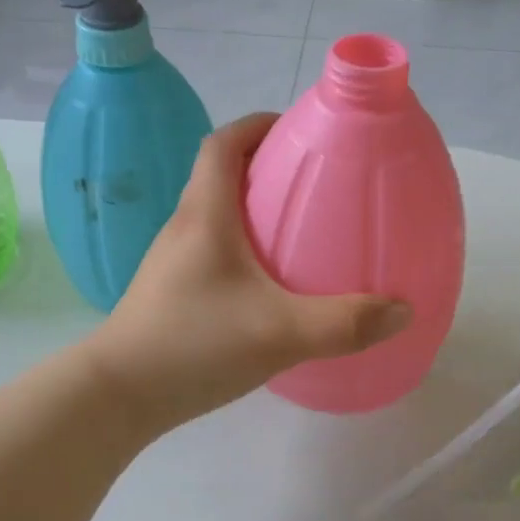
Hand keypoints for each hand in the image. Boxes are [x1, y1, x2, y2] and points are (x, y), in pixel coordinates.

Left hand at [86, 113, 410, 431]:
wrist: (117, 395)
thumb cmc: (193, 345)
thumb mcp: (279, 333)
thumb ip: (345, 323)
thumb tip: (402, 310)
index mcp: (204, 214)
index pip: (224, 144)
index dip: (258, 125)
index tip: (299, 130)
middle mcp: (184, 227)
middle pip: (221, 175)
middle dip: (267, 167)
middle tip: (317, 182)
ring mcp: (173, 261)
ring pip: (217, 215)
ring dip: (254, 209)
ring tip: (301, 229)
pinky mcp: (173, 291)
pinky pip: (213, 250)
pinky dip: (244, 248)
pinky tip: (272, 285)